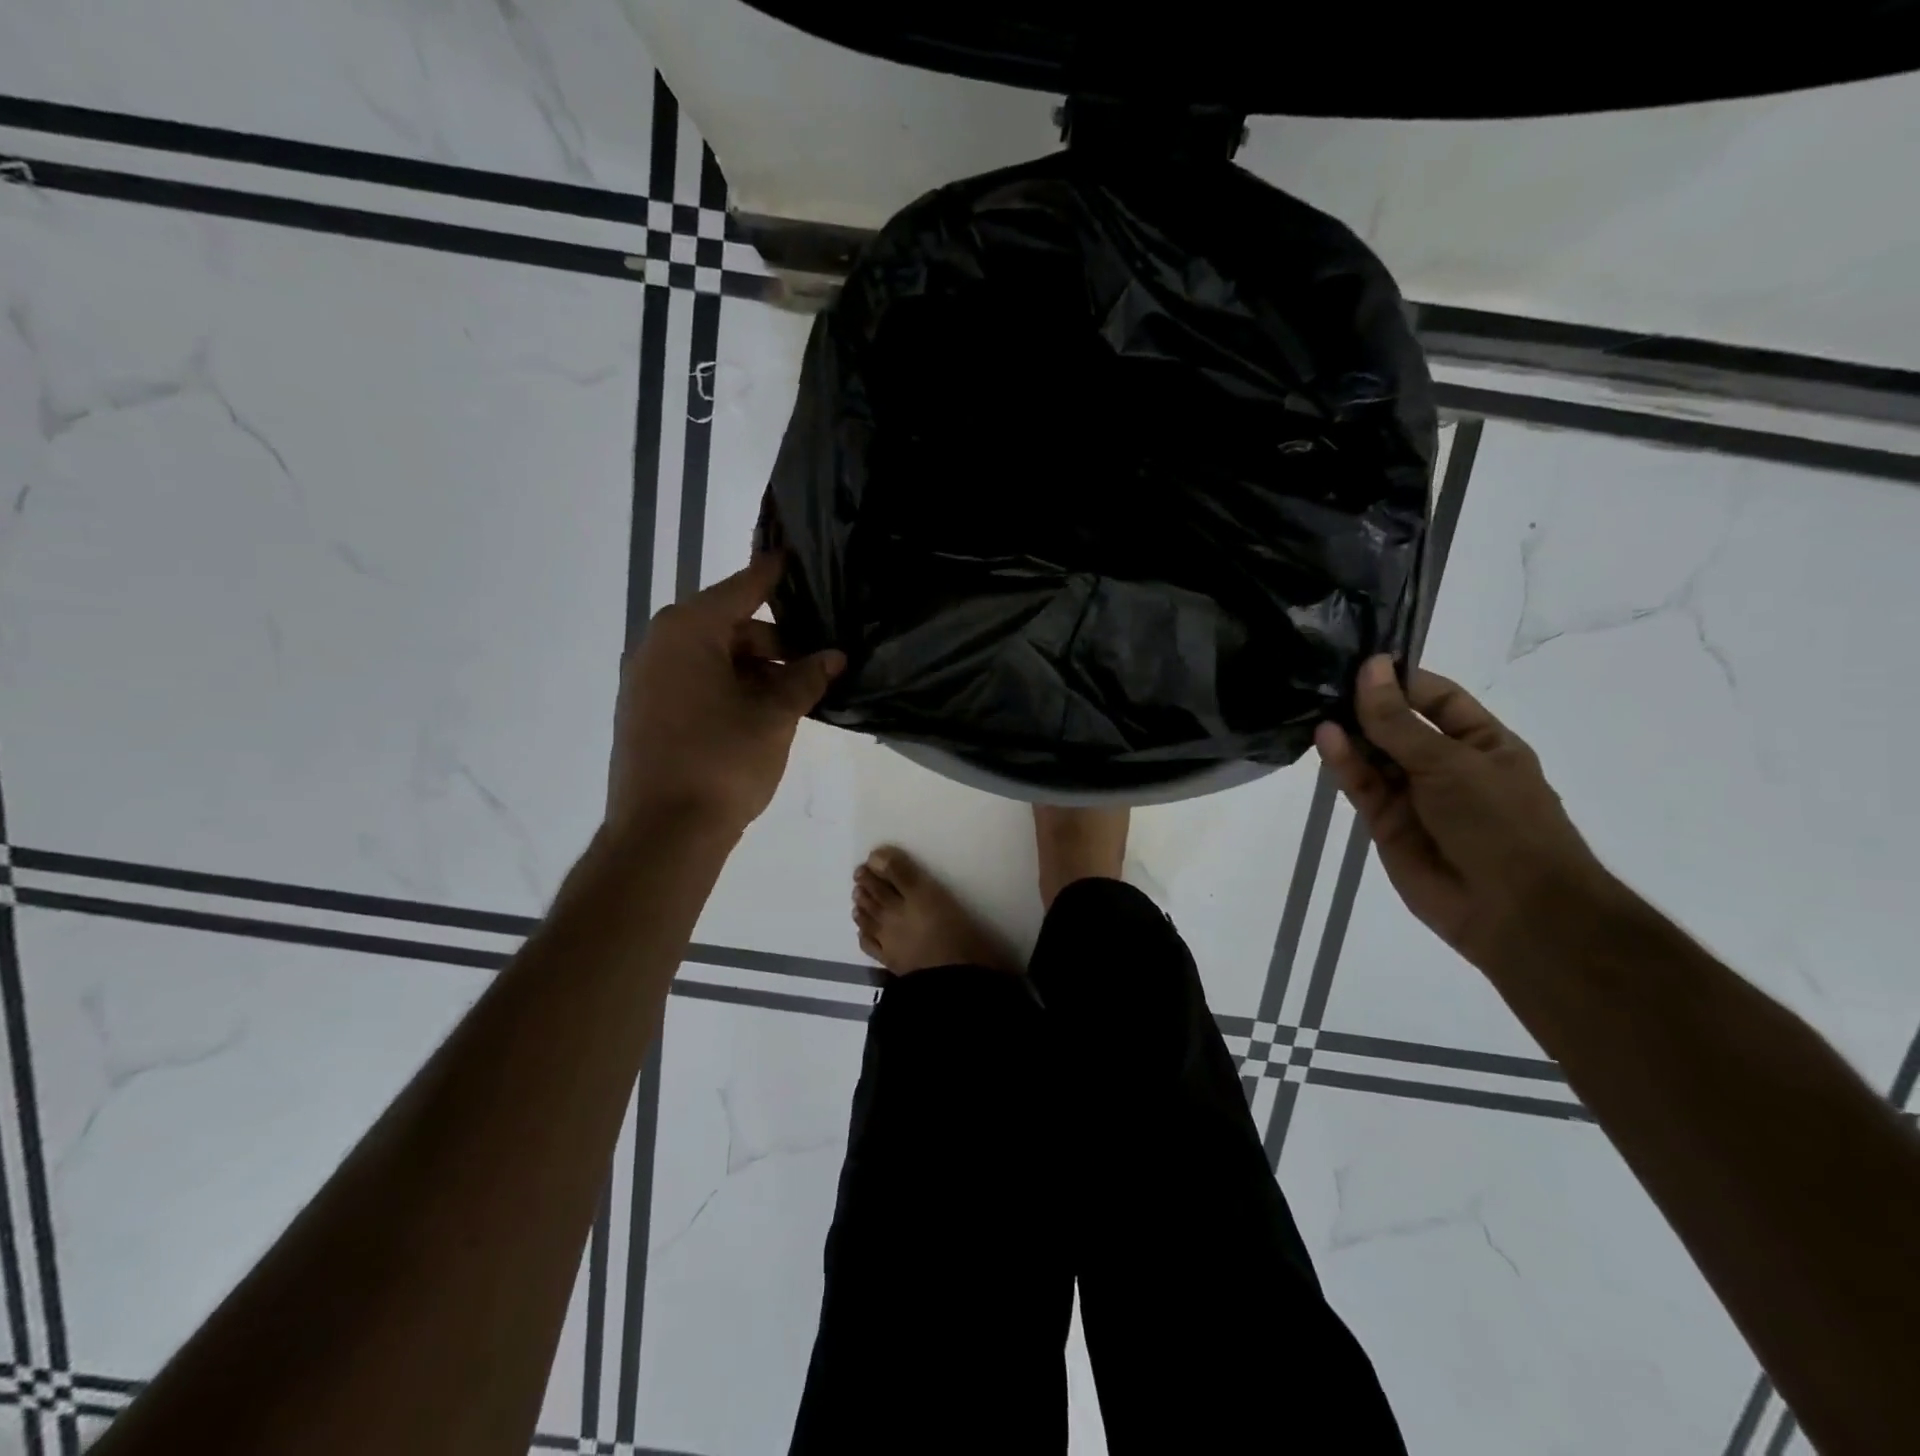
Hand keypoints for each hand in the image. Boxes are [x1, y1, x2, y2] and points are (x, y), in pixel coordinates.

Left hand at [606, 553, 843, 841]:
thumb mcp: (775, 716)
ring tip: (797, 694)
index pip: (742, 588)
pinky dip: (731, 688)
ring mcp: (647, 680)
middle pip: (729, 626)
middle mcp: (659, 645)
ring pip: (714, 658)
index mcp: (687, 631)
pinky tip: (763, 712)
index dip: (774, 575)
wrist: (663, 833)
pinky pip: (696, 683)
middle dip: (776, 642)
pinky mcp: (646, 712)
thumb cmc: (723, 762)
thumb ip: (806, 678)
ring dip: (756, 670)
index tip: (798, 557)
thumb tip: (833, 656)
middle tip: (818, 661)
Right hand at [1314, 656, 1612, 972]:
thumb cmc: (1501, 822)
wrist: (1512, 909)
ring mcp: (1413, 796)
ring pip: (1374, 755)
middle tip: (1324, 680)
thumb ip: (1399, 721)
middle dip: (1367, 705)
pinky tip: (1326, 738)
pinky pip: (1361, 786)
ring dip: (1350, 733)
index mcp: (1481, 743)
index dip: (1402, 679)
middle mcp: (1444, 765)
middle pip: (1398, 725)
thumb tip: (1370, 668)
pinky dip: (1343, 763)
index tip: (1362, 661)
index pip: (1437, 698)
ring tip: (1319, 706)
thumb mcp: (1451, 762)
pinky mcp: (1384, 823)